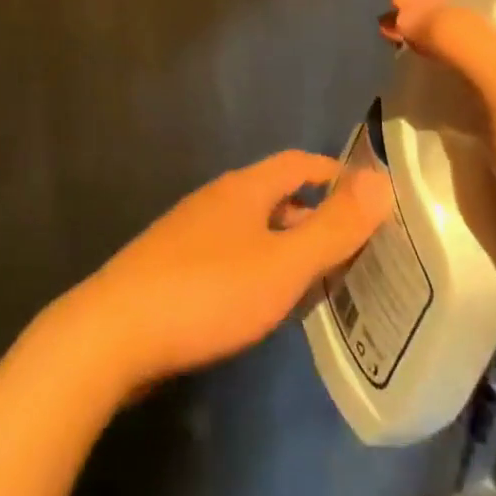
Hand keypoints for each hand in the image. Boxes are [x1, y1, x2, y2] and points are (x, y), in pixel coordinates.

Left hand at [57, 152, 390, 400]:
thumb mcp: (283, 263)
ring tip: (317, 281)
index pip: (299, 163)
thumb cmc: (209, 291)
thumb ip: (334, 227)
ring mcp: (190, 233)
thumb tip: (382, 180)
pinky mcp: (172, 267)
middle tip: (352, 249)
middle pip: (276, 195)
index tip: (368, 199)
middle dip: (314, 216)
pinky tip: (262, 303)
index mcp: (245, 188)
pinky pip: (230, 255)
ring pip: (252, 228)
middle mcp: (218, 199)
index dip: (335, 175)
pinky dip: (258, 268)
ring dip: (286, 245)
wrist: (114, 332)